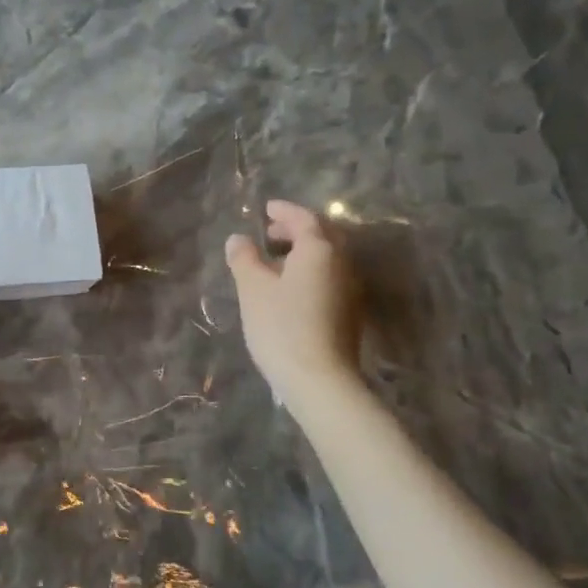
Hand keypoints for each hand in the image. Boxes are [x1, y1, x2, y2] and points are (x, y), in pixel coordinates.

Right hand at [225, 199, 363, 401]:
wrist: (319, 379)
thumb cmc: (281, 326)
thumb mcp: (253, 289)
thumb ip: (244, 259)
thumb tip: (237, 239)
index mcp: (320, 249)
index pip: (304, 218)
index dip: (284, 211)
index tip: (266, 208)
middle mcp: (342, 262)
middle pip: (323, 235)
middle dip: (297, 229)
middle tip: (271, 232)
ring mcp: (350, 288)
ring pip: (328, 258)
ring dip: (304, 251)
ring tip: (276, 260)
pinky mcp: (349, 312)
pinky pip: (330, 277)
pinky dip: (310, 271)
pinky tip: (290, 288)